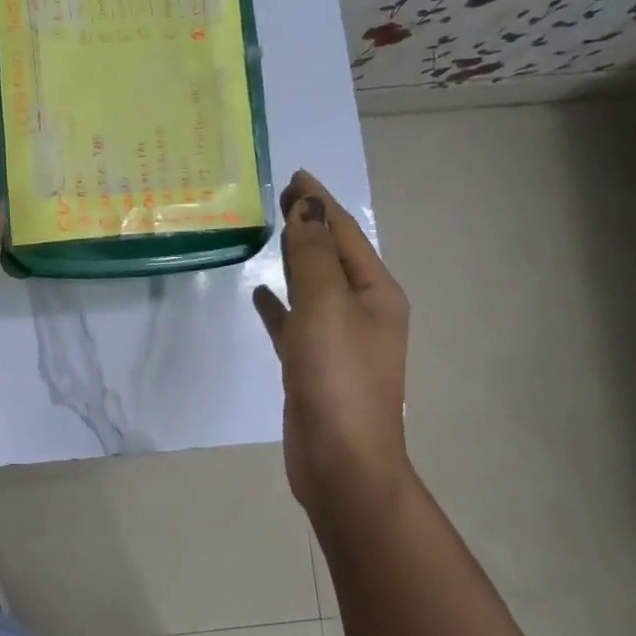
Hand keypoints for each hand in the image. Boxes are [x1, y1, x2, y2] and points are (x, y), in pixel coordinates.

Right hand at [253, 170, 410, 511]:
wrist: (341, 461)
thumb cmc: (337, 376)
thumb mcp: (325, 304)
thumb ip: (312, 254)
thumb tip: (307, 205)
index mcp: (375, 292)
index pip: (345, 233)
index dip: (320, 202)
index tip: (293, 175)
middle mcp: (363, 311)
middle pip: (332, 255)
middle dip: (309, 224)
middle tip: (278, 196)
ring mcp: (339, 340)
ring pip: (314, 286)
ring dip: (294, 259)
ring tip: (269, 234)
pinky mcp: (314, 364)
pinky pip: (296, 320)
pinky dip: (280, 303)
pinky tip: (260, 293)